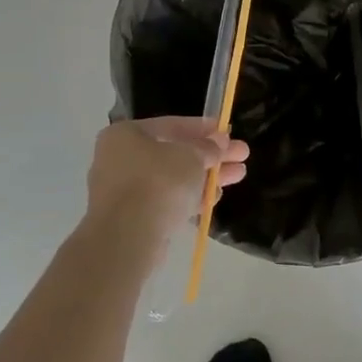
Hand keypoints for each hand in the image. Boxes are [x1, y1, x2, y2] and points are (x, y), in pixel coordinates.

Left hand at [85, 117, 248, 238]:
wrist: (128, 237)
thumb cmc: (158, 182)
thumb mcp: (191, 156)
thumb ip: (208, 147)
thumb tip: (219, 142)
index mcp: (126, 135)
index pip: (171, 125)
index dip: (204, 128)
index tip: (229, 132)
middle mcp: (120, 159)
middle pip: (174, 153)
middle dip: (211, 155)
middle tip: (242, 155)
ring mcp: (124, 191)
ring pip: (173, 179)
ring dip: (205, 177)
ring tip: (238, 176)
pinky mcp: (133, 218)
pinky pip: (166, 201)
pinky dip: (190, 197)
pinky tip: (214, 198)